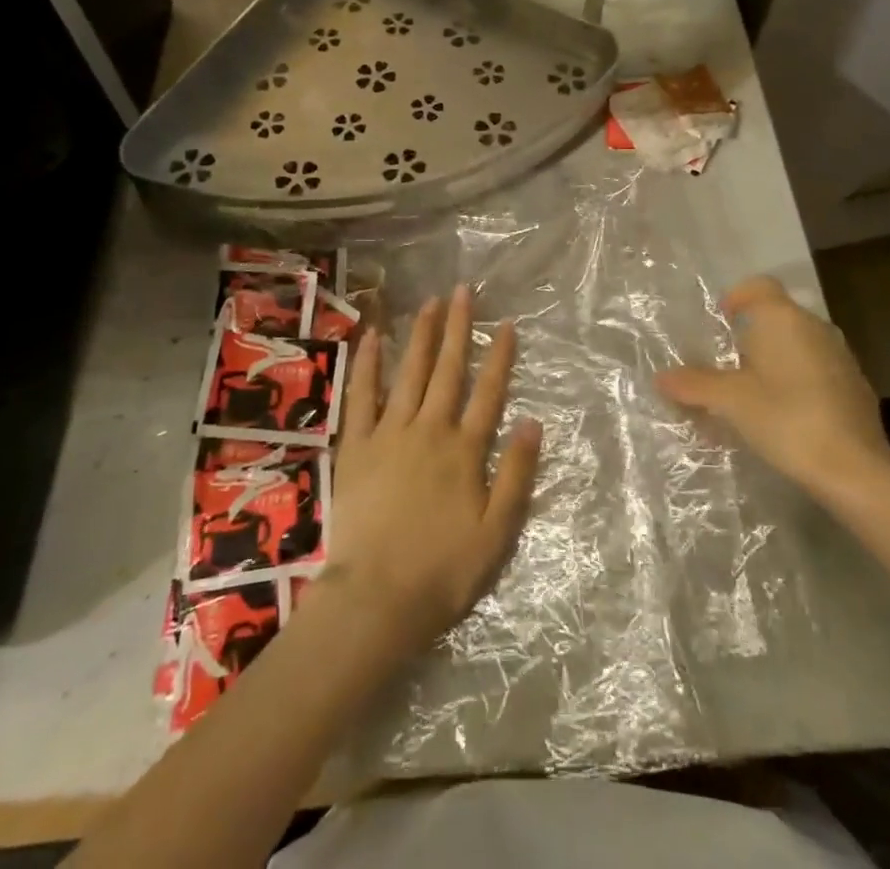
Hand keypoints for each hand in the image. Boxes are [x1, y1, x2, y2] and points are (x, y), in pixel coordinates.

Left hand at [326, 285, 542, 657]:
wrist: (376, 598)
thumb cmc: (443, 570)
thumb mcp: (497, 532)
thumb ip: (515, 474)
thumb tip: (533, 422)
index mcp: (465, 450)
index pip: (488, 392)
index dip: (499, 356)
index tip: (506, 323)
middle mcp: (430, 429)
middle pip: (448, 370)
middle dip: (458, 328)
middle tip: (462, 290)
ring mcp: (390, 433)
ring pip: (409, 372)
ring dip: (421, 335)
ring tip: (429, 302)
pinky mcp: (356, 445)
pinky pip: (361, 396)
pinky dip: (368, 365)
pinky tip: (373, 337)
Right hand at [655, 276, 889, 505]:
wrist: (856, 469)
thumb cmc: (787, 419)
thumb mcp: (730, 401)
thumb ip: (694, 384)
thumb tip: (662, 377)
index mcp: (784, 319)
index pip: (759, 286)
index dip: (737, 296)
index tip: (720, 319)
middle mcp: (815, 327)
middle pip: (776, 318)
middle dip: (748, 339)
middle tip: (723, 367)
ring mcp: (840, 357)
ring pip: (796, 346)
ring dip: (771, 363)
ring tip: (748, 396)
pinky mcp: (854, 387)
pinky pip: (815, 371)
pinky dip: (794, 383)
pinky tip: (781, 417)